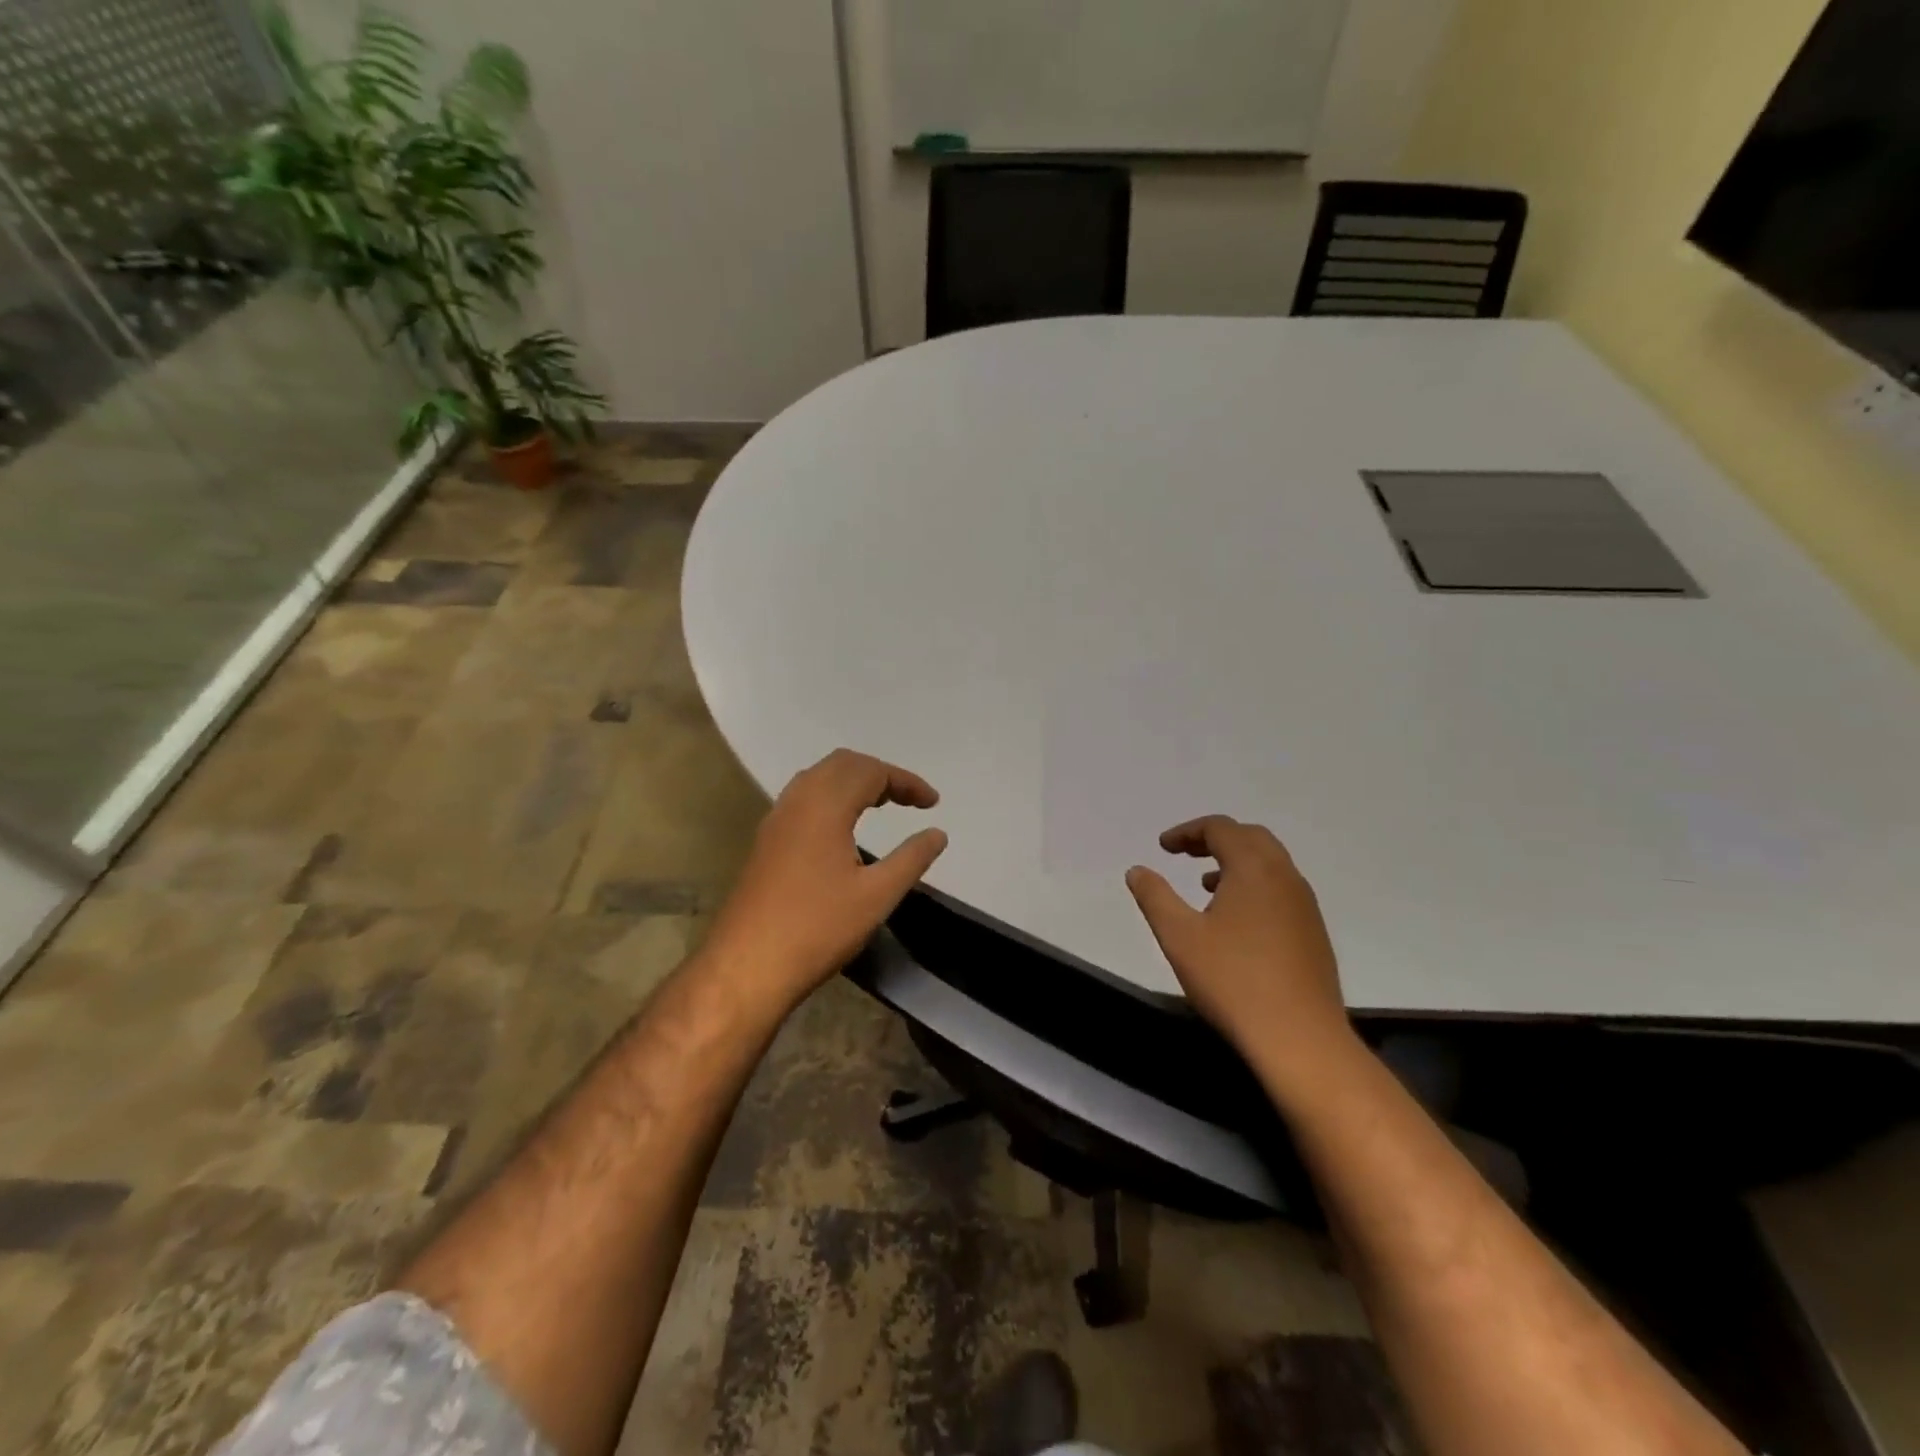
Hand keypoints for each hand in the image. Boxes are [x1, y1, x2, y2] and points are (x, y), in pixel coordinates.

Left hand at [700, 749, 948, 1011]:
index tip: (933, 803)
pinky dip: (832, 797)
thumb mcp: (877, 896)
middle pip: (842, 764)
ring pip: (818, 778)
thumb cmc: (818, 928)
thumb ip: (912, 858)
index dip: (906, 782)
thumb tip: (938, 833)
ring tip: (881, 805)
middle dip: (879, 774)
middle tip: (908, 800)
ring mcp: (776, 820)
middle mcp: (797, 801)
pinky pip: (803, 798)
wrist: (746, 965)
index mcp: (825, 806)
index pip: (871, 772)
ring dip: (853, 782)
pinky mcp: (766, 841)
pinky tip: (843, 828)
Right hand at [1125, 816, 1351, 1069]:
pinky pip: (1280, 889)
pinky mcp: (1314, 932)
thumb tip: (1137, 870)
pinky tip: (1235, 921)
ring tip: (1205, 885)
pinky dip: (1254, 885)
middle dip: (1214, 839)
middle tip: (1184, 854)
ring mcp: (1305, 905)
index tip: (1163, 847)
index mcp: (1254, 868)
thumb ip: (1154, 896)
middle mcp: (1285, 877)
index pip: (1221, 828)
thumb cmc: (1233, 980)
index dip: (1188, 831)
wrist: (1300, 1038)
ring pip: (1269, 864)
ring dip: (1236, 862)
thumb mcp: (1179, 936)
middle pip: (1250, 838)